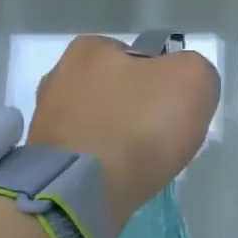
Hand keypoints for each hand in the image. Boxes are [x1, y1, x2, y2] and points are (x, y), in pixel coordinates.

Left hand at [27, 34, 220, 232]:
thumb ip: (196, 70)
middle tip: (159, 138)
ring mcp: (46, 117)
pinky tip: (116, 176)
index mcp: (91, 48)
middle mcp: (59, 74)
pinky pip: (83, 151)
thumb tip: (184, 84)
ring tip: (138, 163)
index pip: (140, 58)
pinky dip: (100, 161)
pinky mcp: (42, 156)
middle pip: (116, 89)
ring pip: (98, 121)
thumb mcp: (194, 80)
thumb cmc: (140, 126)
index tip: (174, 111)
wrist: (84, 189)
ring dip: (116, 136)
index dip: (164, 83)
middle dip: (136, 109)